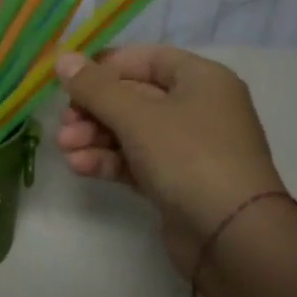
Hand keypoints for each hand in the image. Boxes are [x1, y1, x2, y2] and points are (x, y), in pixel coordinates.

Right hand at [53, 45, 286, 279]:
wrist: (233, 237)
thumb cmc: (189, 157)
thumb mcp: (136, 115)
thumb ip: (95, 87)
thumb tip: (63, 60)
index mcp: (201, 79)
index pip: (145, 59)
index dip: (105, 67)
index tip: (70, 81)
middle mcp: (198, 108)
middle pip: (133, 96)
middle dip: (93, 109)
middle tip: (64, 124)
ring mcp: (188, 147)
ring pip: (130, 131)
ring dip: (94, 136)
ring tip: (65, 148)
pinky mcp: (177, 181)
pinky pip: (136, 160)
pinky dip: (108, 160)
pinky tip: (80, 167)